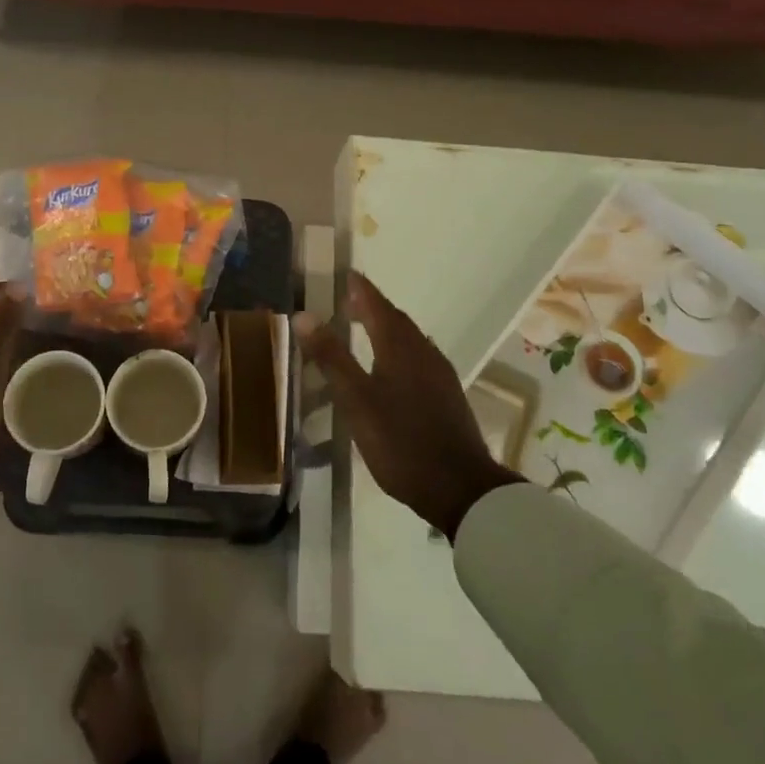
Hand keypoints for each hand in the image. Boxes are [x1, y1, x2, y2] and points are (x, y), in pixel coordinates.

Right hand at [295, 272, 519, 539]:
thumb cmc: (401, 441)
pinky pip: (416, 358)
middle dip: (370, 307)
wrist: (461, 489)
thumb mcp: (356, 400)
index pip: (376, 304)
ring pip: (407, 340)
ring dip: (384, 329)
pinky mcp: (446, 395)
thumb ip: (331, 357)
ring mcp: (439, 374)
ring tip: (360, 332)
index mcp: (400, 346)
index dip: (358, 288)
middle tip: (345, 303)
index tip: (344, 274)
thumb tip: (304, 314)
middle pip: (394, 319)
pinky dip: (396, 351)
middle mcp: (423, 351)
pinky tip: (386, 371)